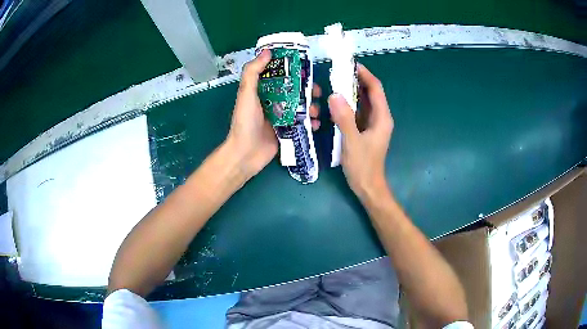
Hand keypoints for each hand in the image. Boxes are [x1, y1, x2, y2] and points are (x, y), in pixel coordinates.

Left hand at [225, 50, 322, 179]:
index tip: (306, 69)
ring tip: (316, 111)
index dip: (293, 71)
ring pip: (301, 107)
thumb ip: (253, 72)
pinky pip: (303, 123)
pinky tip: (316, 124)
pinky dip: (311, 123)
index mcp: (263, 91)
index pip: (280, 76)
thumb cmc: (245, 122)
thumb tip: (267, 51)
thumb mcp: (246, 94)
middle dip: (307, 91)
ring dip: (311, 107)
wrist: (246, 154)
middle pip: (295, 92)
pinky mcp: (287, 131)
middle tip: (317, 92)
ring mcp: (281, 117)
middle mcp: (273, 102)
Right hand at [328, 64, 393, 200]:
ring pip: (363, 102)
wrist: (367, 187)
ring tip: (334, 83)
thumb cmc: (363, 166)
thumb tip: (334, 95)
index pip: (375, 89)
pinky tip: (336, 103)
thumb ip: (344, 118)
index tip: (350, 64)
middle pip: (370, 93)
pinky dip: (348, 105)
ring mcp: (372, 124)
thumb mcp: (352, 141)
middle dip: (356, 81)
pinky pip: (357, 112)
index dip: (365, 74)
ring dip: (351, 92)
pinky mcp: (365, 130)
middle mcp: (379, 118)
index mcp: (382, 118)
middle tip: (337, 72)